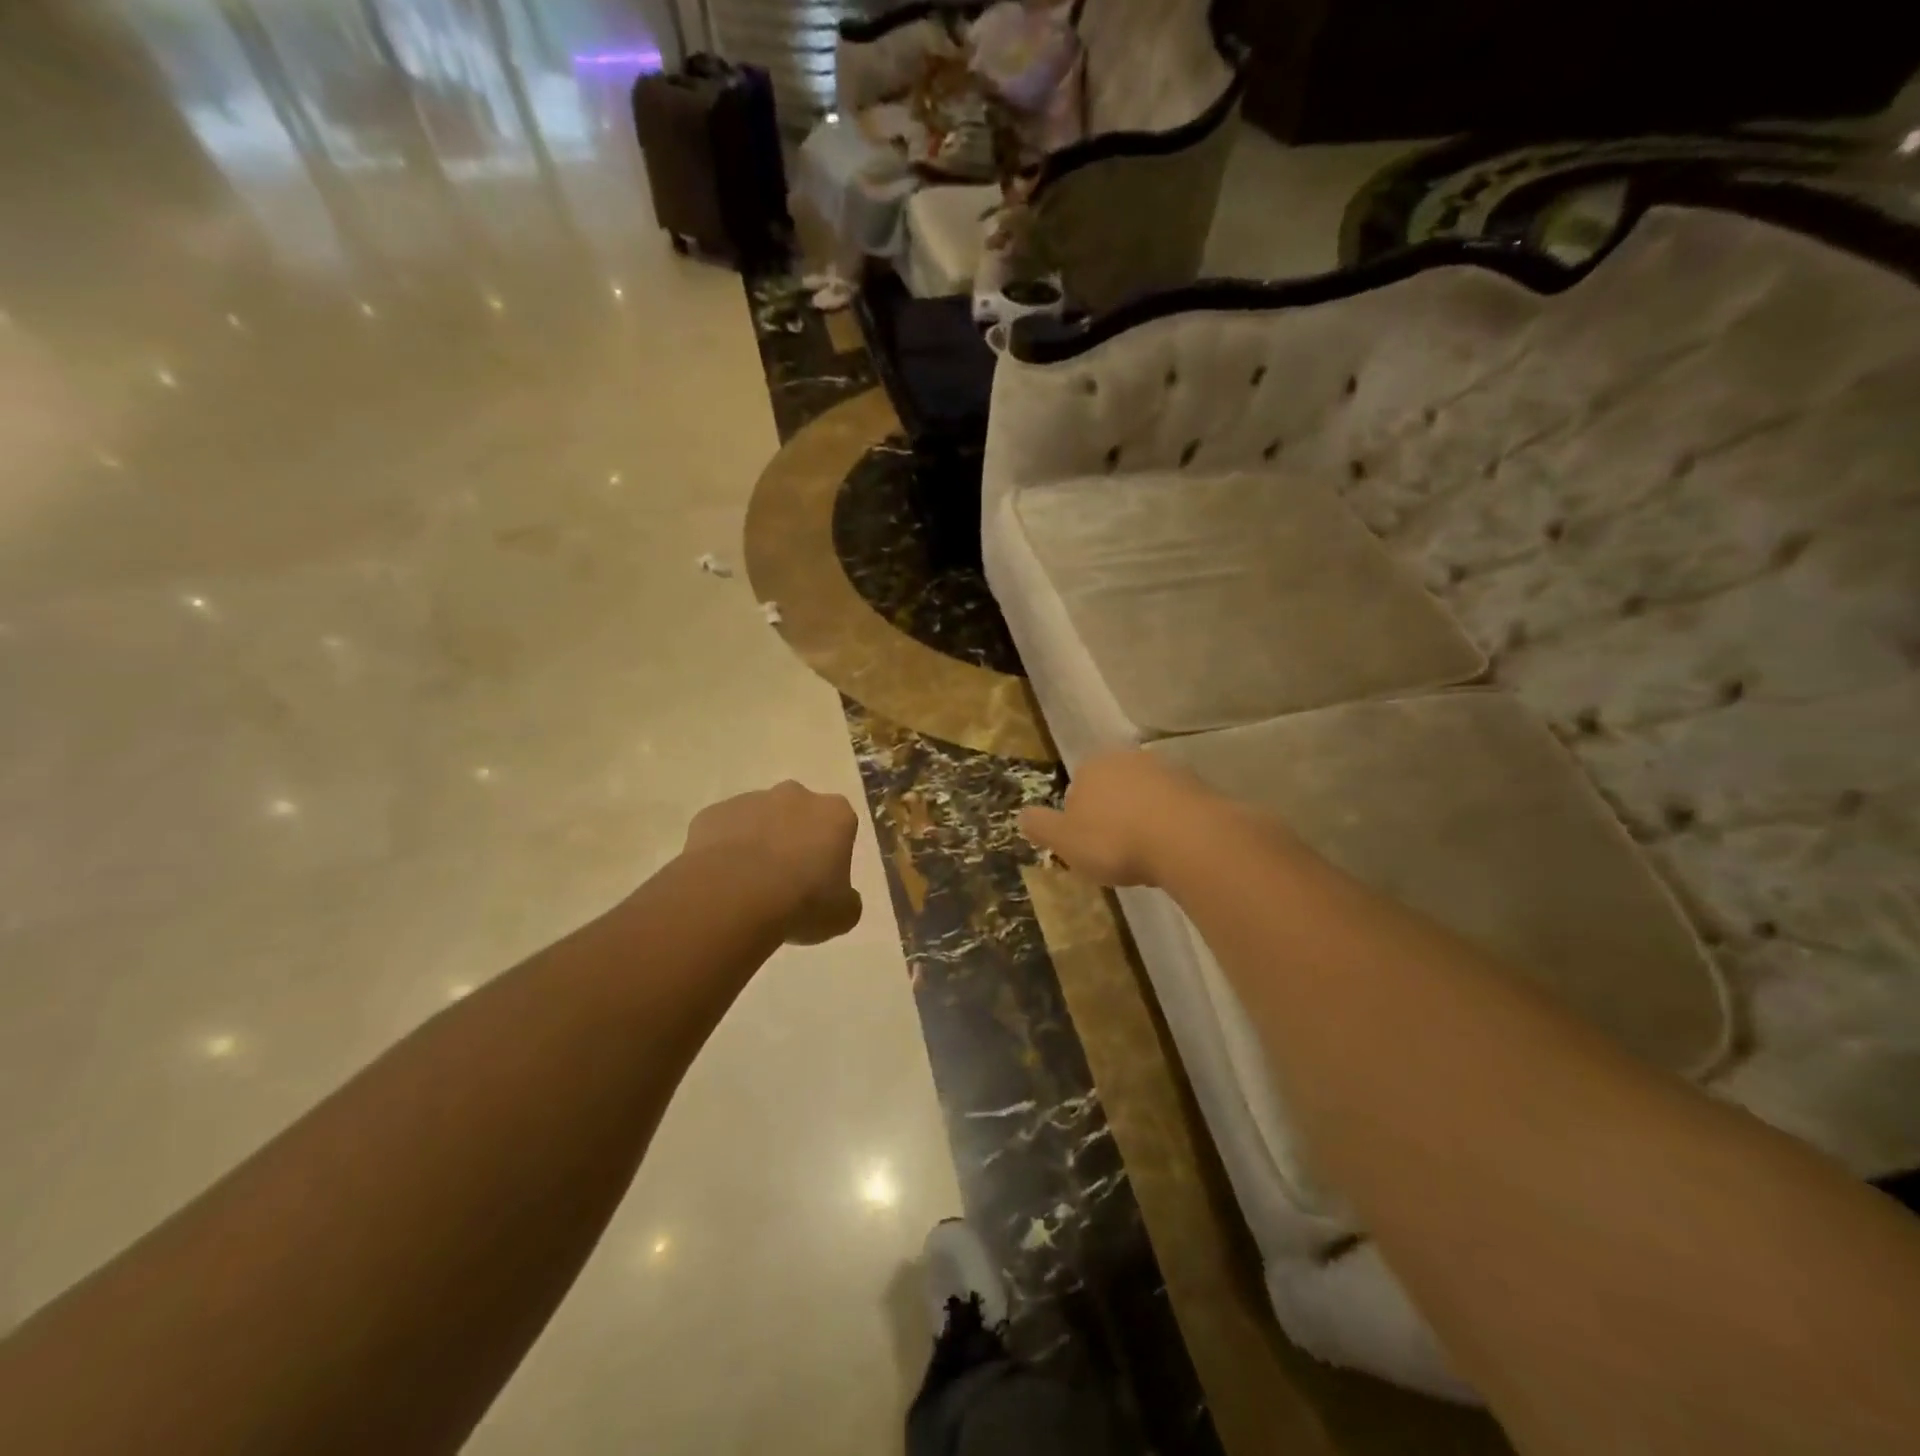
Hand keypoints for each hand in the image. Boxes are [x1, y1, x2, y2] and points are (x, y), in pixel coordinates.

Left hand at [684, 782, 863, 944]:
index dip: (831, 853)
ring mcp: (750, 800)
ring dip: (758, 843)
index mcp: (834, 814)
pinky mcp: (713, 813)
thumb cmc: (802, 902)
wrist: (733, 897)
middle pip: (798, 814)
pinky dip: (724, 851)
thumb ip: (846, 900)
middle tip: (786, 880)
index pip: (840, 826)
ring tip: (749, 886)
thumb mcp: (842, 915)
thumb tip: (840, 898)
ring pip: (759, 820)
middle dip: (794, 839)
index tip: (821, 881)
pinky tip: (722, 881)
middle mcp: (795, 795)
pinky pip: (723, 831)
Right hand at [1019, 750, 1218, 887]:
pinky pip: (1175, 805)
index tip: (1089, 848)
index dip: (1079, 821)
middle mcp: (1127, 758)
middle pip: (1112, 788)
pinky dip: (1171, 822)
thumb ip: (1041, 826)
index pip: (1076, 790)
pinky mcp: (1198, 785)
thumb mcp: (1064, 841)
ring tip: (1147, 853)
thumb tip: (1021, 815)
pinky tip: (1173, 848)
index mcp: (1091, 766)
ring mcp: (1166, 768)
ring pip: (1145, 794)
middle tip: (1117, 851)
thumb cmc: (1115, 840)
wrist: (1187, 839)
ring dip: (1143, 816)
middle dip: (1112, 813)